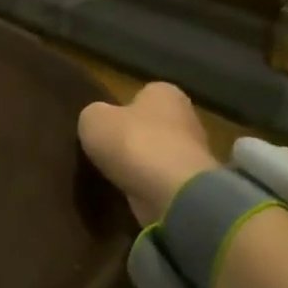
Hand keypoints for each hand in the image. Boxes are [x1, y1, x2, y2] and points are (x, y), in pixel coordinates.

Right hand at [78, 82, 217, 222]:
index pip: (143, 93)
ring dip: (140, 164)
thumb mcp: (93, 119)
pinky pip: (161, 181)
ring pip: (158, 154)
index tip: (104, 123)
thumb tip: (98, 120)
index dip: (121, 107)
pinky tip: (128, 192)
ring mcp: (194, 154)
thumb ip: (94, 115)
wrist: (172, 193)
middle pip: (152, 125)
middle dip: (133, 136)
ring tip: (112, 174)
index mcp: (165, 93)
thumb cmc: (133, 142)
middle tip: (105, 149)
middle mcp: (187, 118)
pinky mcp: (192, 186)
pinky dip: (147, 186)